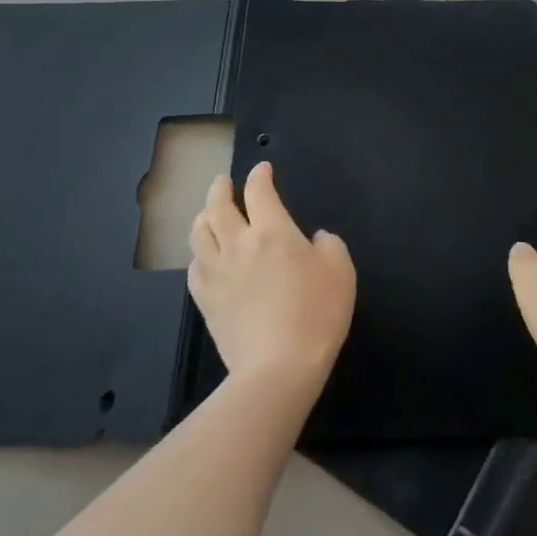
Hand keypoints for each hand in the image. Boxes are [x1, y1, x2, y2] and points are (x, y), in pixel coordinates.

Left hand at [188, 162, 355, 395]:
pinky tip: (204, 256)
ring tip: (208, 212)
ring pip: (199, 233)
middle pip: (218, 206)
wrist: (279, 366)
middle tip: (223, 181)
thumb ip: (329, 244)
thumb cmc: (317, 314)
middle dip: (220, 188)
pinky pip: (194, 267)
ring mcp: (217, 273)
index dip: (259, 176)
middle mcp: (239, 244)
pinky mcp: (206, 300)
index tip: (262, 169)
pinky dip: (199, 253)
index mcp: (273, 232)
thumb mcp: (342, 271)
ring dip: (203, 216)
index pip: (260, 191)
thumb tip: (313, 239)